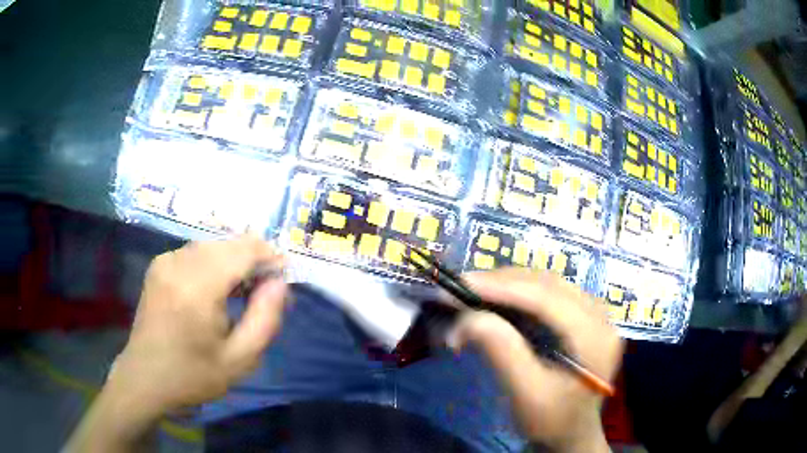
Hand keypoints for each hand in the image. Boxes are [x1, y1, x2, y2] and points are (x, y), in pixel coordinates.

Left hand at [108, 236, 287, 417]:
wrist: (146, 377)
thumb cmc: (193, 375)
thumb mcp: (240, 360)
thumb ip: (266, 318)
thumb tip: (279, 282)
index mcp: (197, 287)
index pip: (244, 249)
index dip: (270, 257)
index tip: (284, 281)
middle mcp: (178, 262)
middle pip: (229, 243)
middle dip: (254, 261)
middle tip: (265, 294)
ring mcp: (165, 260)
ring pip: (214, 245)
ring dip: (234, 262)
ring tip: (242, 294)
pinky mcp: (159, 264)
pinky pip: (196, 252)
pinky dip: (215, 264)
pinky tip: (216, 290)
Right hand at [449, 269, 622, 452]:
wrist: (572, 433)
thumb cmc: (551, 420)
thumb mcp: (525, 394)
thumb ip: (501, 352)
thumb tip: (467, 317)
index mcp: (594, 336)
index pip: (547, 298)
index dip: (502, 286)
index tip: (460, 283)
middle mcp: (600, 314)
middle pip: (548, 284)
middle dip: (501, 282)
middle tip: (459, 288)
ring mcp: (595, 311)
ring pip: (547, 282)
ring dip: (508, 284)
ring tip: (472, 292)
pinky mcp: (584, 314)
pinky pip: (549, 292)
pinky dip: (519, 292)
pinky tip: (497, 298)